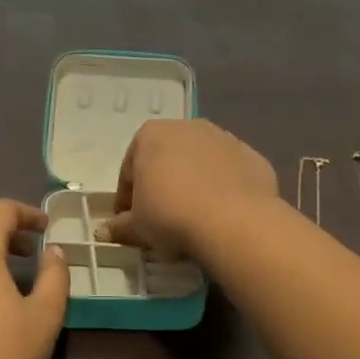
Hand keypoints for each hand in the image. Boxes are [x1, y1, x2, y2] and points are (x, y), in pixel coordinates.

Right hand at [100, 119, 278, 256]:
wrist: (234, 221)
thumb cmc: (171, 215)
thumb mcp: (137, 227)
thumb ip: (120, 225)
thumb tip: (106, 231)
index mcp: (150, 135)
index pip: (129, 170)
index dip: (127, 199)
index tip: (130, 221)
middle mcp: (187, 127)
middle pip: (166, 160)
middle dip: (161, 185)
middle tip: (161, 219)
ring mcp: (224, 139)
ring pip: (200, 164)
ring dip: (193, 184)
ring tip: (194, 217)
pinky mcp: (253, 156)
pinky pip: (229, 174)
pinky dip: (223, 189)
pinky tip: (221, 214)